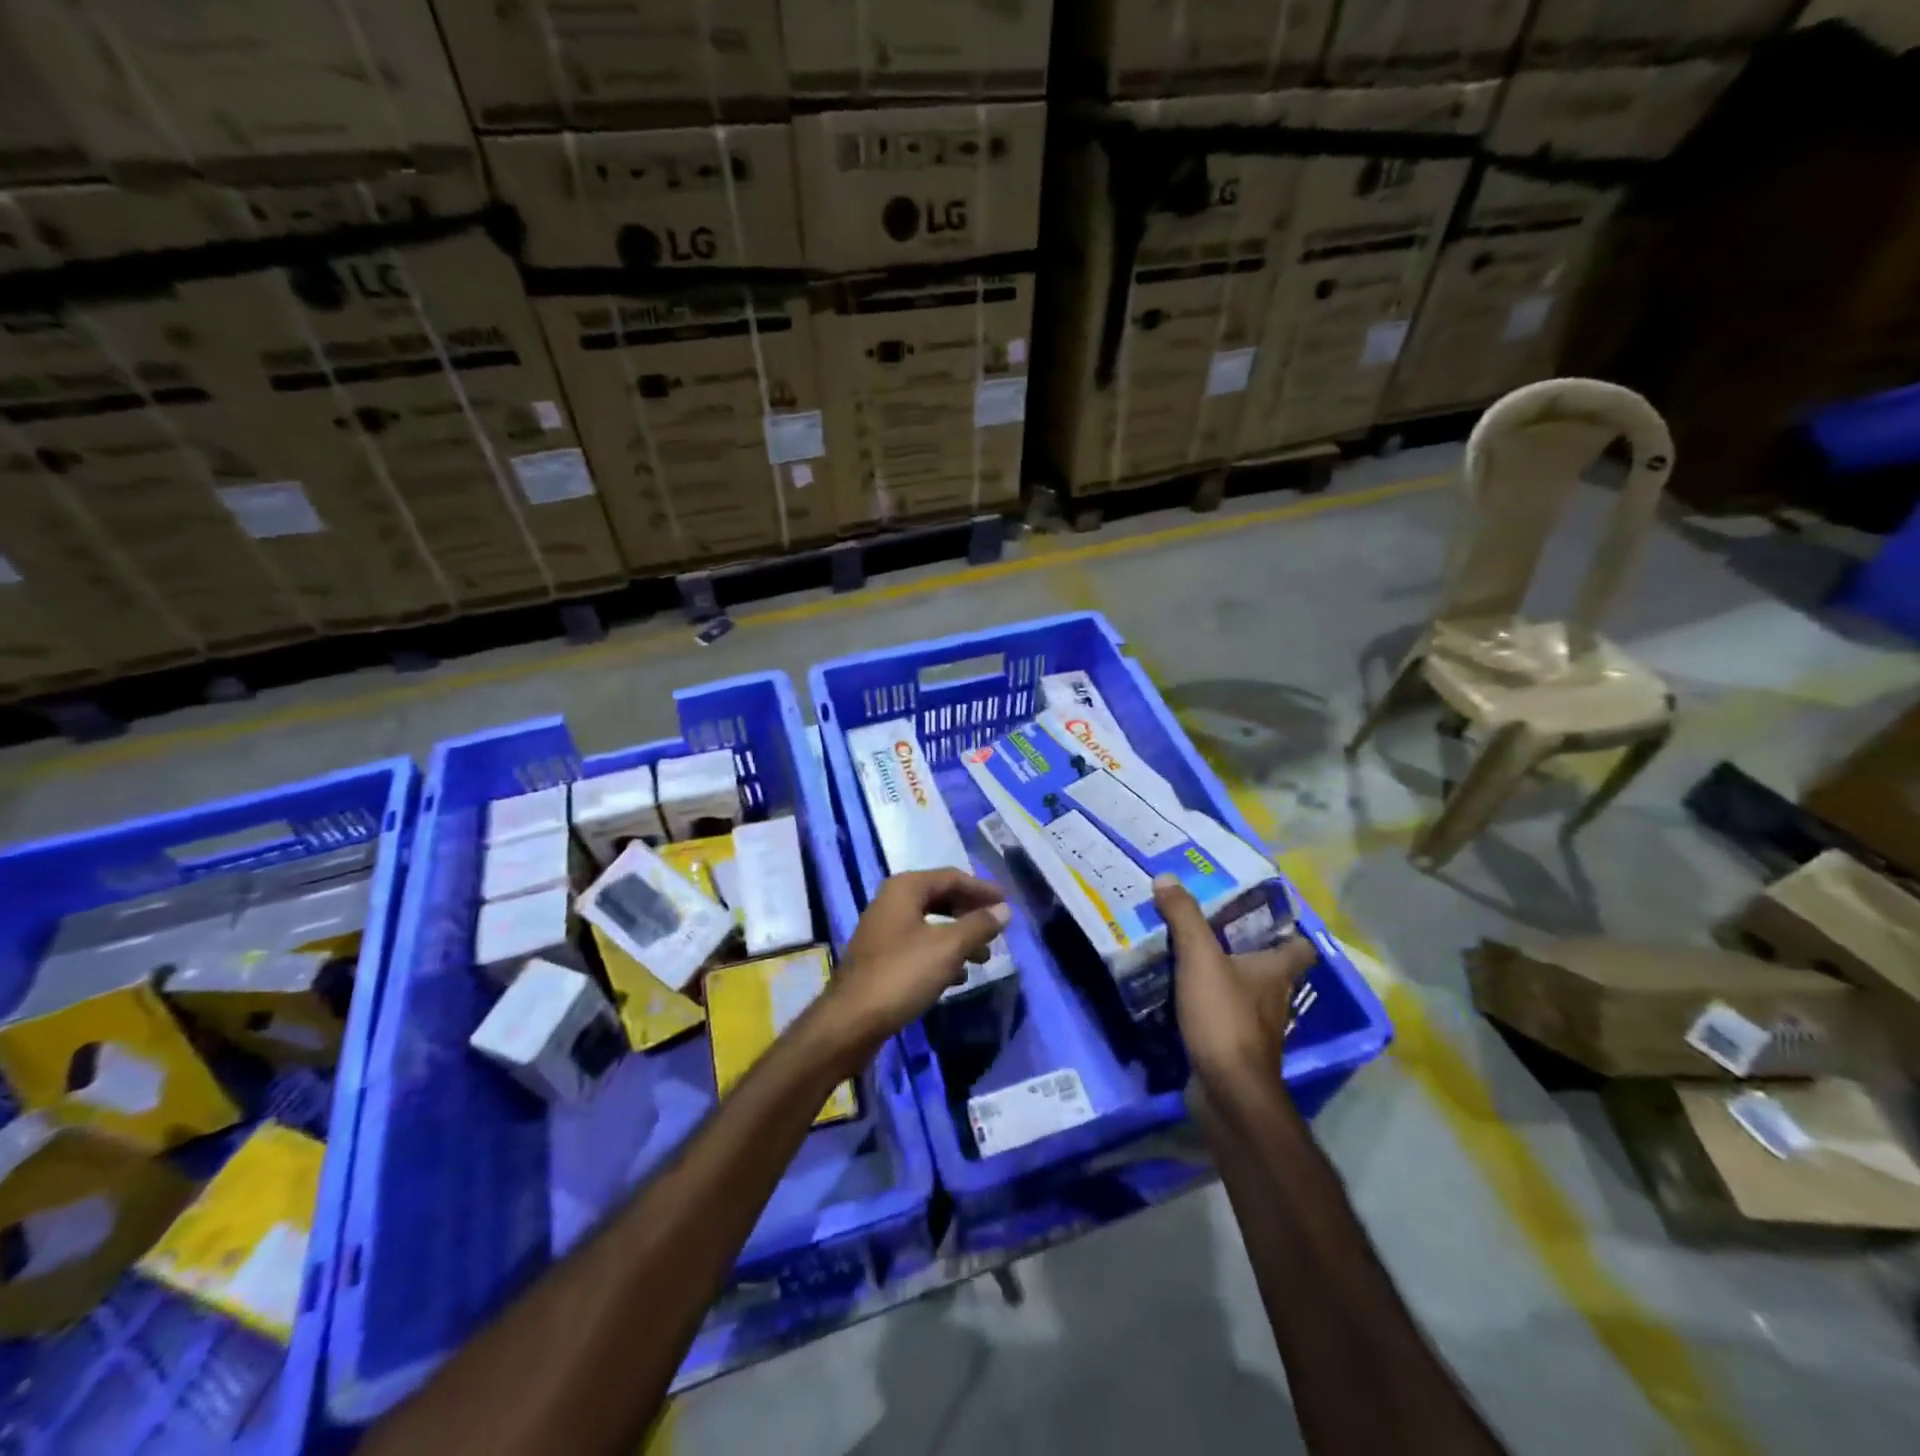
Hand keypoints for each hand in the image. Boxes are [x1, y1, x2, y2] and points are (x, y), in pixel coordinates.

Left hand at [819, 870, 1009, 1064]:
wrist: (851, 1021)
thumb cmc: (902, 975)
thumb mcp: (948, 948)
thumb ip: (978, 925)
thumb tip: (1004, 910)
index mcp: (905, 888)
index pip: (952, 877)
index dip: (982, 889)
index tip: (1008, 903)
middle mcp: (892, 902)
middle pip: (940, 898)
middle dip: (970, 913)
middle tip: (997, 929)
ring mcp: (884, 931)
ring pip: (931, 925)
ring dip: (959, 937)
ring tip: (984, 957)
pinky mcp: (881, 959)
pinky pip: (919, 947)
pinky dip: (942, 955)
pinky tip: (959, 976)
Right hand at [1155, 876, 1315, 1092]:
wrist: (1228, 1092)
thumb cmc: (1225, 1018)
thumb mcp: (1200, 958)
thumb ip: (1184, 917)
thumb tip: (1167, 877)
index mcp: (1276, 972)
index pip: (1299, 946)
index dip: (1287, 930)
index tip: (1260, 913)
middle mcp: (1275, 998)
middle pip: (1270, 969)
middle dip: (1246, 950)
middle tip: (1212, 927)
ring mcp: (1258, 1028)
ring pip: (1247, 994)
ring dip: (1226, 979)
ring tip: (1192, 958)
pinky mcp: (1237, 1050)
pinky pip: (1225, 1018)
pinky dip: (1211, 1007)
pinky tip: (1184, 998)